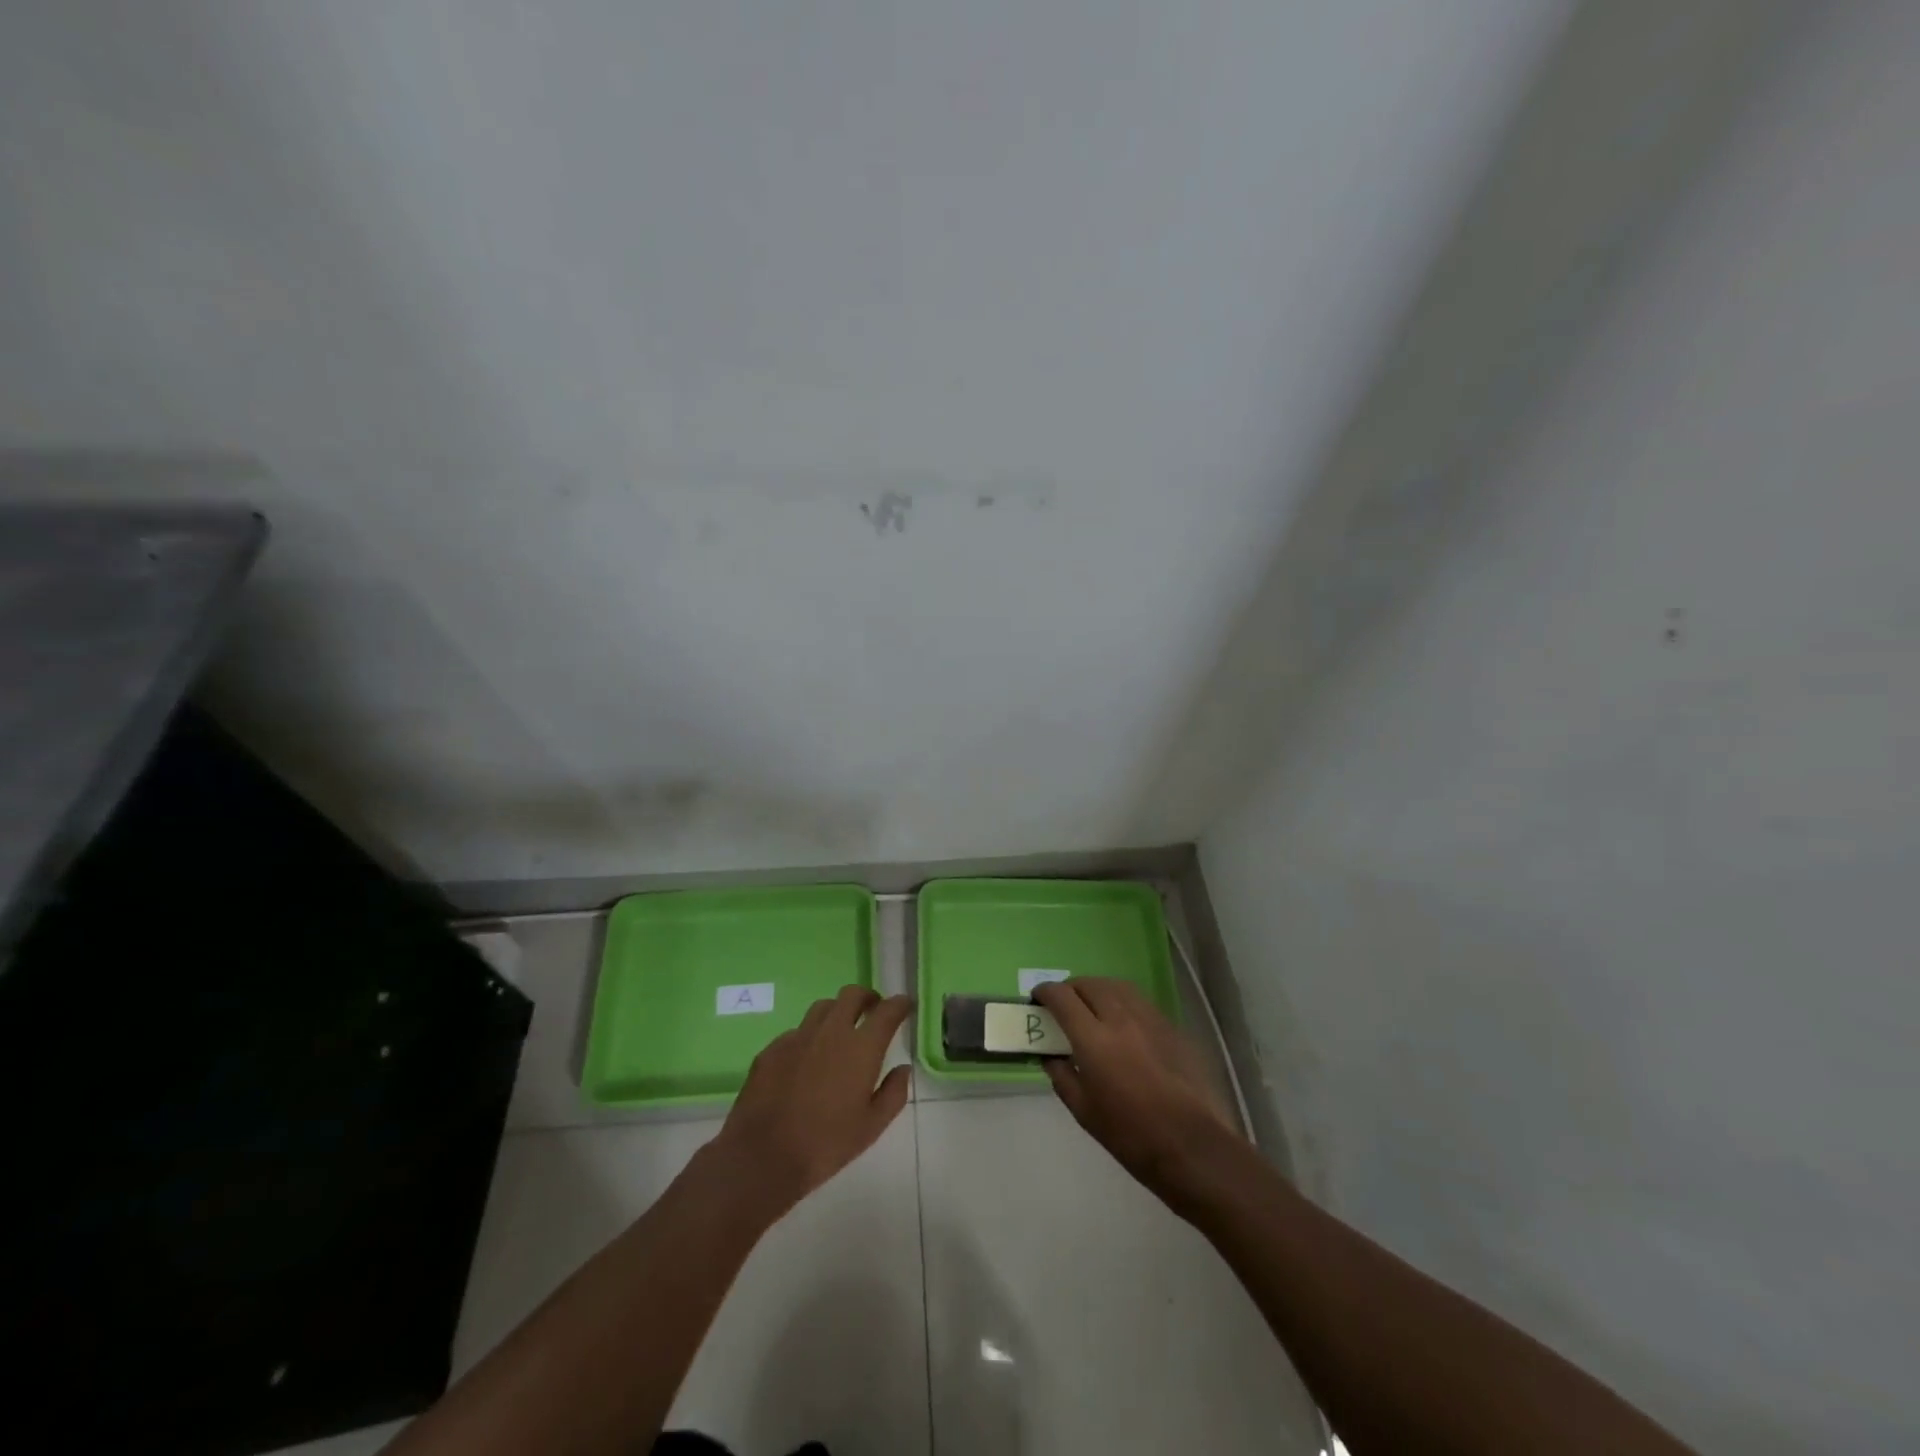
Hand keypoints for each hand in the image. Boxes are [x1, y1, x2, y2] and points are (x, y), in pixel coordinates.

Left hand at [709, 986, 912, 1215]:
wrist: (762, 1157)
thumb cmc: (825, 1144)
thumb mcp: (871, 1127)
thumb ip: (893, 1094)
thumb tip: (903, 1069)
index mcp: (861, 1048)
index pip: (887, 1011)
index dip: (899, 1004)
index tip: (905, 1005)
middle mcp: (831, 1031)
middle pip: (852, 995)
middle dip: (867, 997)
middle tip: (873, 1011)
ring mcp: (798, 1036)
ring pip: (823, 1007)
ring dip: (838, 1012)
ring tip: (840, 1032)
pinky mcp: (772, 1048)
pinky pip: (797, 1031)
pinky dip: (810, 1037)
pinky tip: (807, 1061)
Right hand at [1033, 978, 1241, 1196]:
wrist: (1191, 1146)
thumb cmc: (1130, 1135)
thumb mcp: (1084, 1111)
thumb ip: (1062, 1076)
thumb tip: (1051, 1056)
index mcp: (1093, 1039)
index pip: (1062, 997)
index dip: (1045, 993)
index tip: (1037, 999)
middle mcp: (1120, 1018)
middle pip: (1089, 984)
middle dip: (1070, 989)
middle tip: (1063, 1005)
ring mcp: (1149, 1018)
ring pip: (1116, 986)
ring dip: (1097, 989)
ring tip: (1091, 1007)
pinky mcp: (1170, 1026)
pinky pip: (1139, 1001)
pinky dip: (1121, 1001)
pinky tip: (1122, 1023)